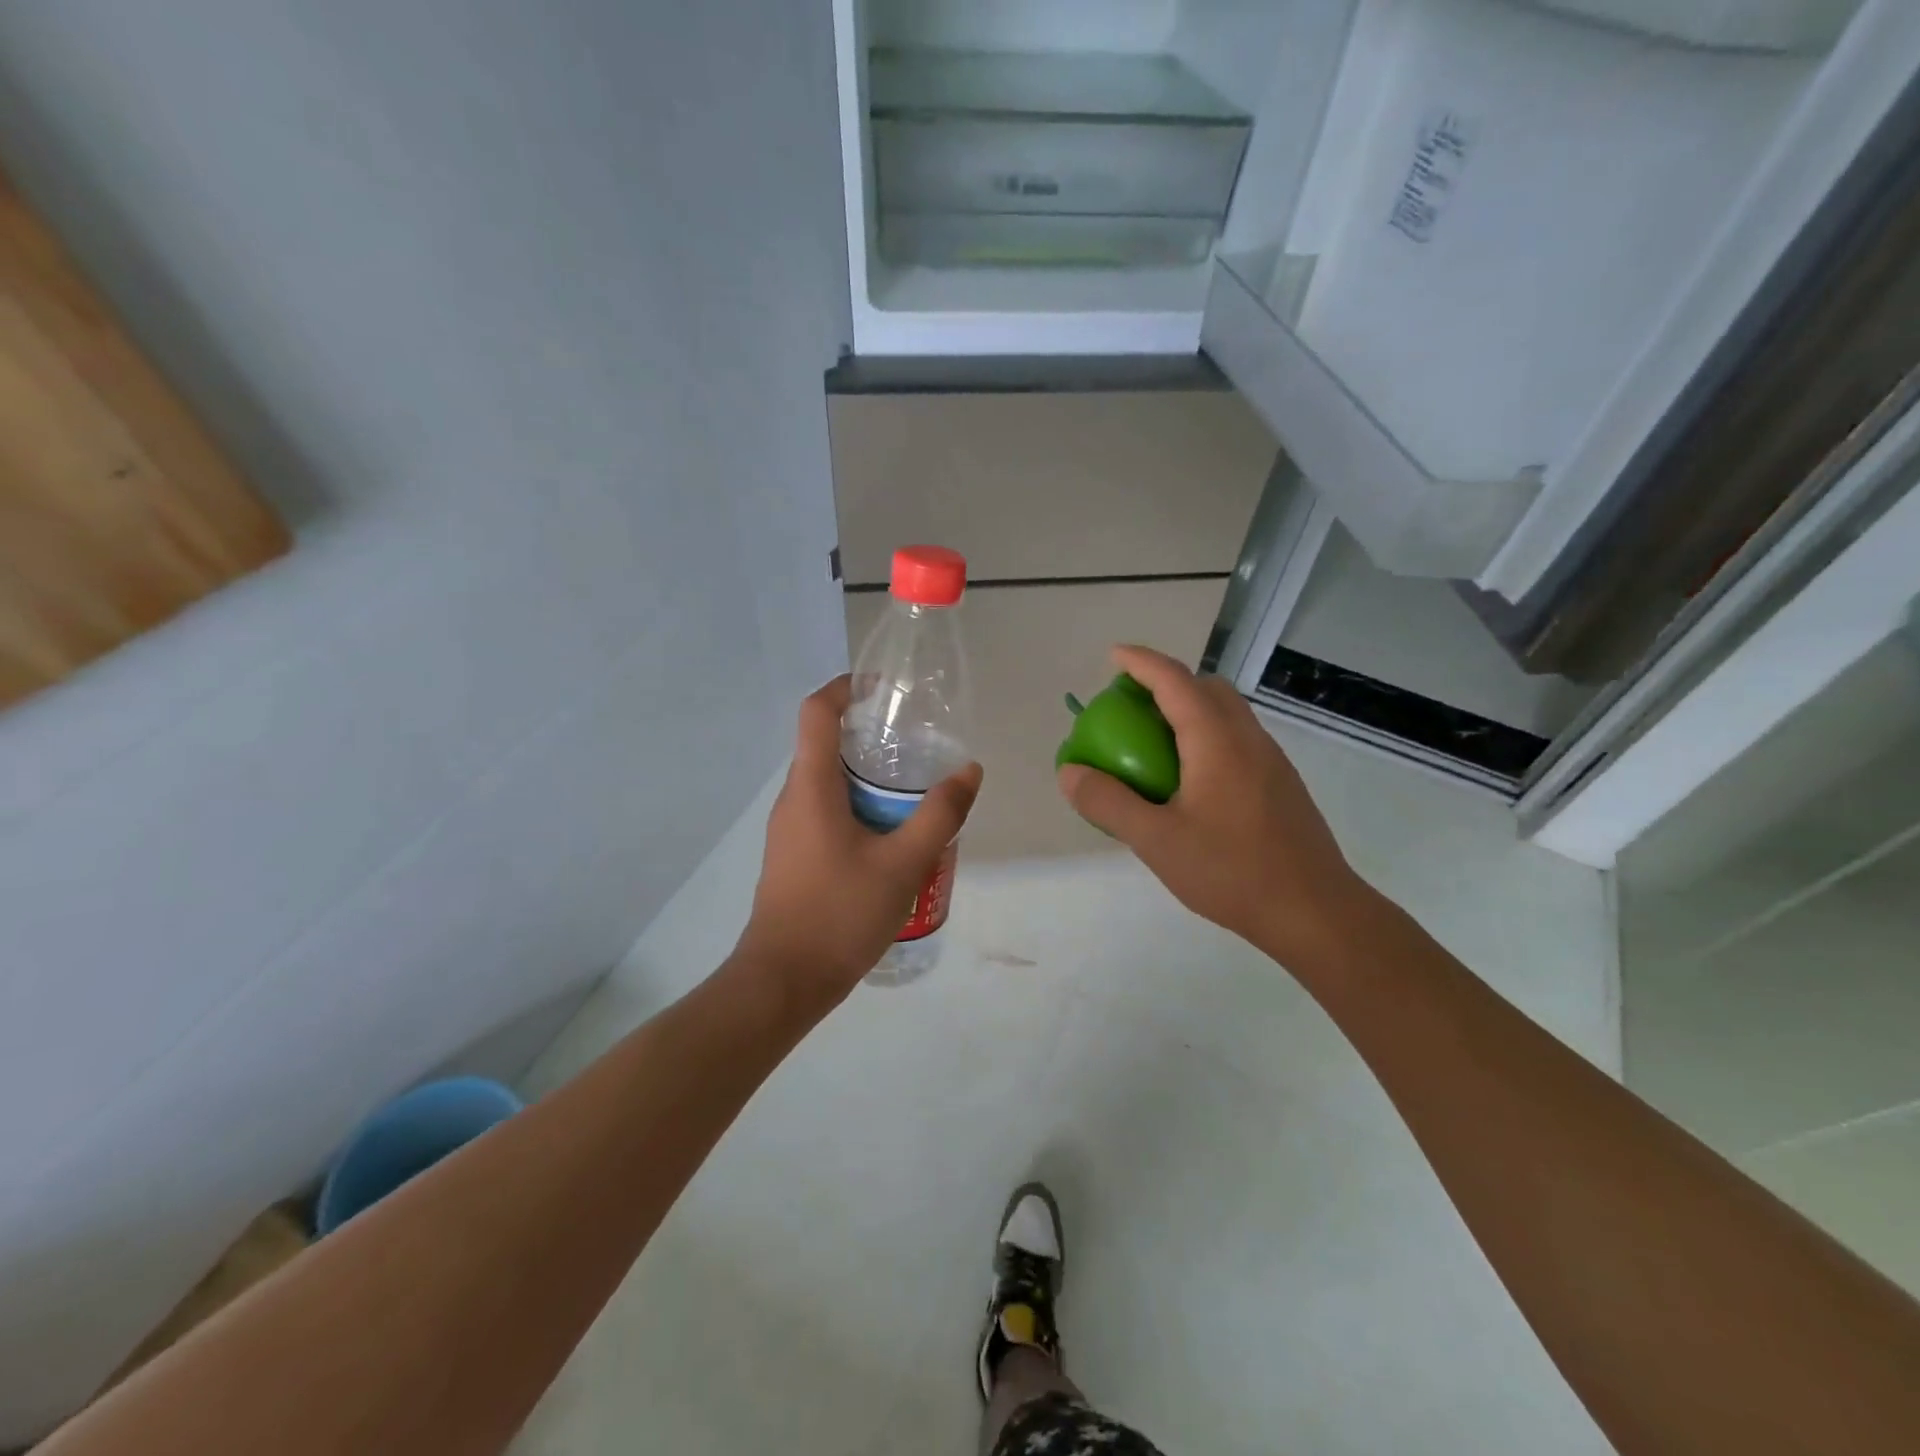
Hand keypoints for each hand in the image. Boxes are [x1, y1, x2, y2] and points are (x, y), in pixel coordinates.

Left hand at [737, 676, 982, 1010]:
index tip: (885, 689)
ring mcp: (789, 829)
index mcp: (811, 786)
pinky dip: (858, 807)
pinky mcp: (794, 855)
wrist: (784, 981)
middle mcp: (793, 799)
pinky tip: (892, 836)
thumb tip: (969, 771)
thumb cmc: (840, 914)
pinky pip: (826, 812)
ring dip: (867, 777)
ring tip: (913, 792)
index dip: (846, 688)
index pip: (817, 712)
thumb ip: (940, 814)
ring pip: (828, 783)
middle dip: (869, 736)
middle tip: (917, 745)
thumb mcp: (903, 863)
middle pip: (825, 745)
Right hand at [1056, 646, 1368, 968]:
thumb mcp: (1155, 840)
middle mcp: (1248, 738)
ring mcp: (1271, 760)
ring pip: (1227, 713)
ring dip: (1190, 709)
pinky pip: (1238, 739)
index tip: (1113, 656)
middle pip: (1207, 688)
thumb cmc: (1231, 871)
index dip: (1141, 662)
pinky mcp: (1281, 784)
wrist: (1314, 911)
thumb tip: (1070, 772)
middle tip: (1132, 705)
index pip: (1175, 680)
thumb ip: (1108, 803)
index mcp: (1216, 740)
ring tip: (1156, 742)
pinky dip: (1207, 736)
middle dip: (1168, 681)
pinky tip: (1191, 781)